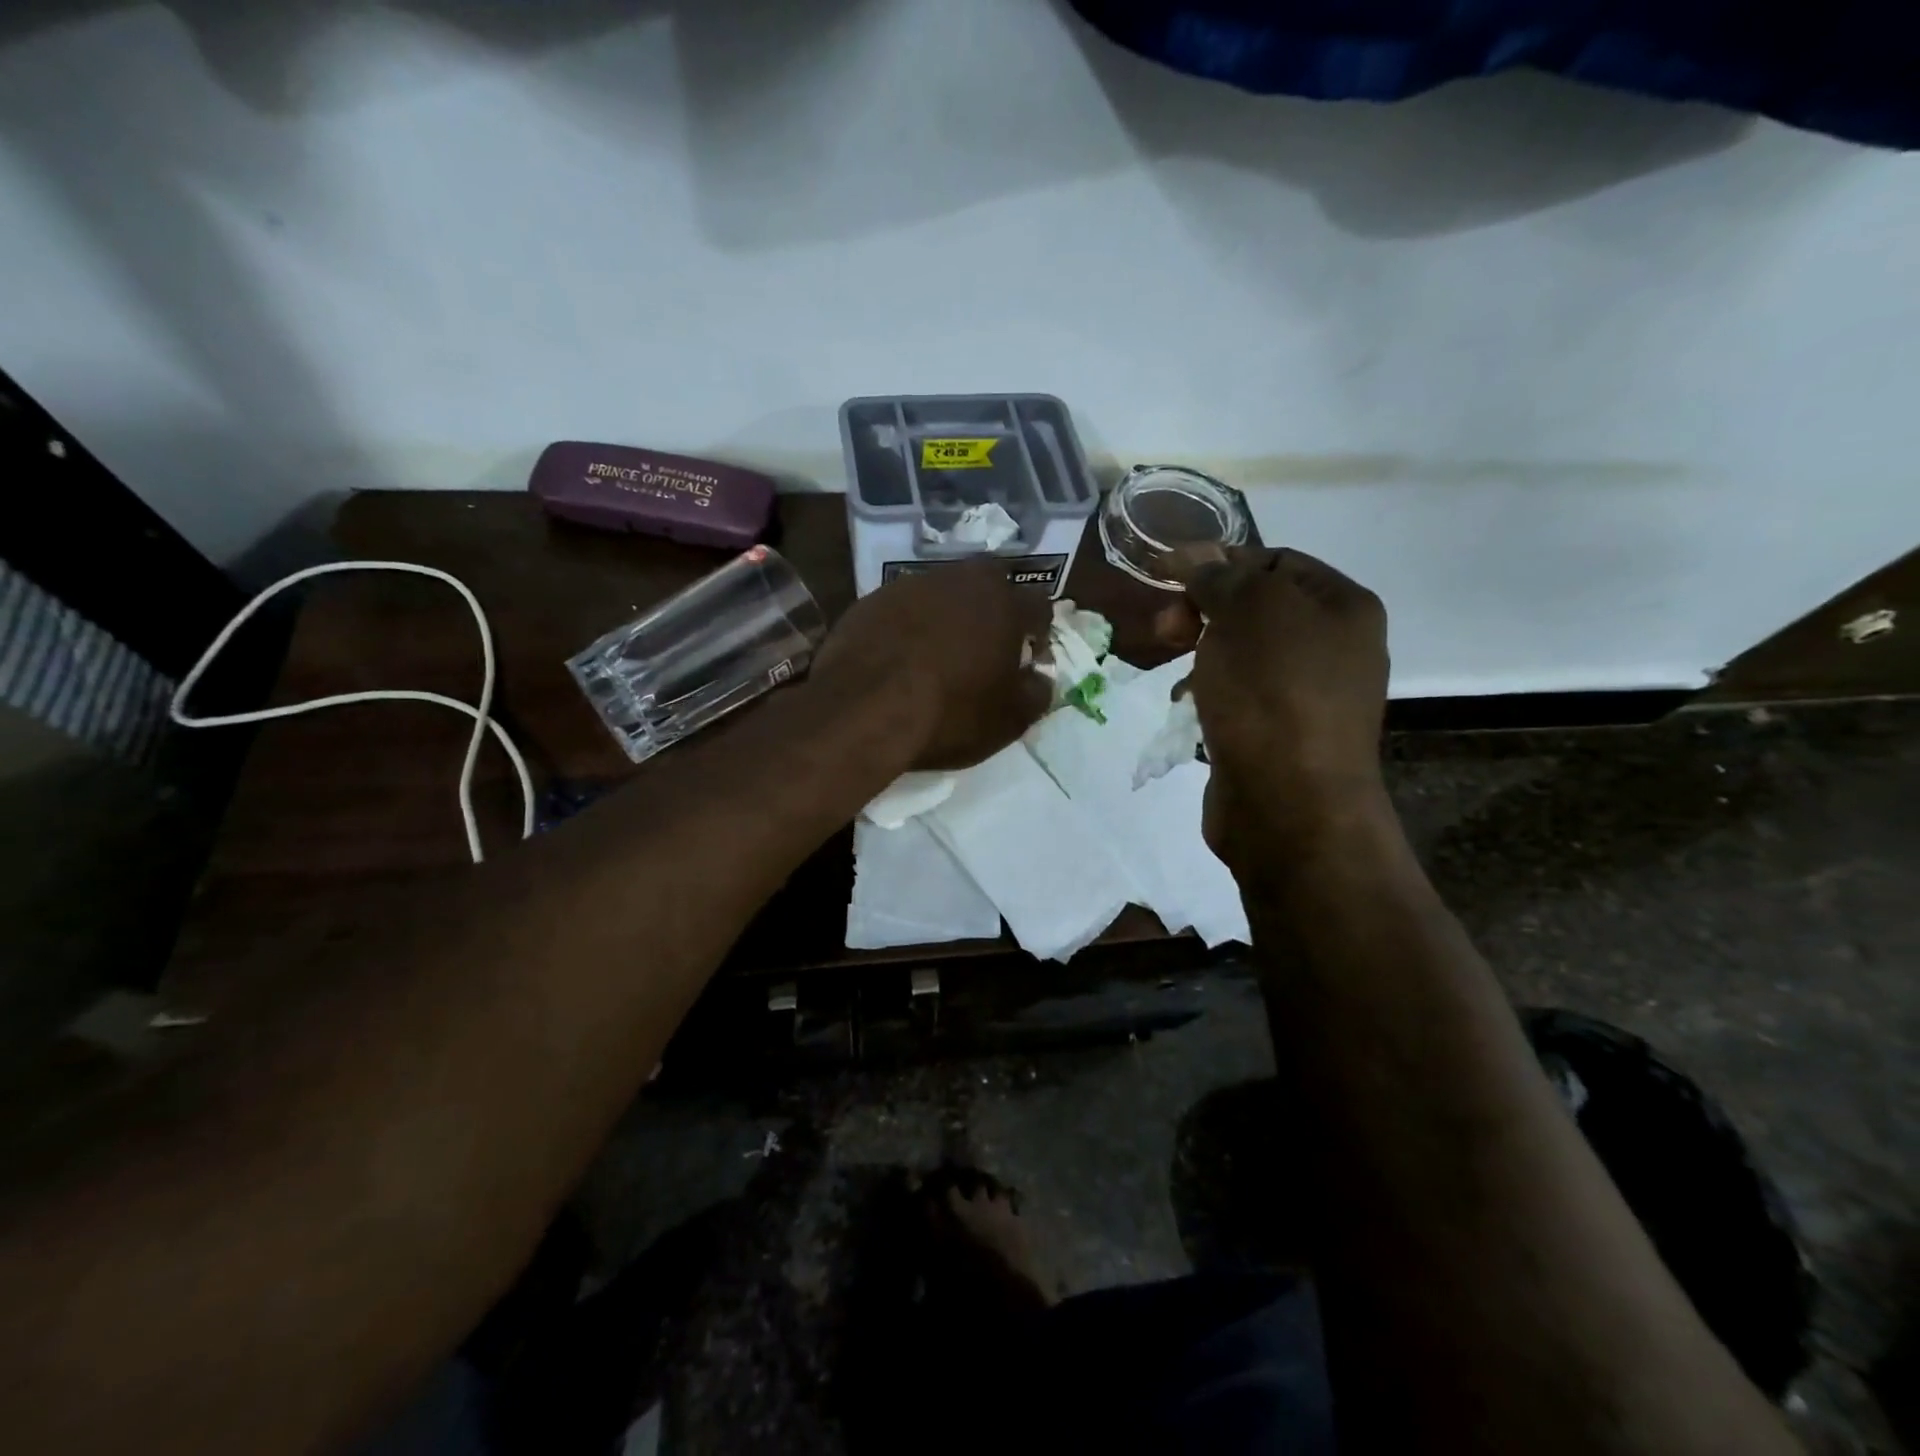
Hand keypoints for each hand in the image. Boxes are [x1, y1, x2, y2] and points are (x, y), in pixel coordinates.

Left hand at [812, 559, 1052, 769]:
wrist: (864, 710)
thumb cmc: (950, 714)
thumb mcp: (1009, 720)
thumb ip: (1036, 694)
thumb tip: (1040, 679)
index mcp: (1004, 603)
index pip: (1038, 605)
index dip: (1039, 632)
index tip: (1029, 658)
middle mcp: (961, 580)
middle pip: (990, 584)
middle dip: (995, 610)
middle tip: (986, 647)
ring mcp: (912, 585)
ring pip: (944, 592)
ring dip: (949, 614)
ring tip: (939, 651)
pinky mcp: (872, 599)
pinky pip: (904, 607)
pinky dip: (910, 625)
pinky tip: (900, 656)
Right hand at [1164, 545, 1390, 867]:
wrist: (1289, 804)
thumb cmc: (1272, 694)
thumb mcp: (1246, 612)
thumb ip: (1220, 576)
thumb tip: (1195, 556)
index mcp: (1342, 606)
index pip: (1274, 560)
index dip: (1218, 560)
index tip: (1164, 573)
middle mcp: (1335, 647)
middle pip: (1257, 608)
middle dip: (1204, 610)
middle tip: (1166, 629)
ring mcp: (1309, 696)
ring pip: (1243, 654)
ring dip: (1202, 652)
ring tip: (1174, 670)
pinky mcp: (1280, 736)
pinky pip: (1240, 696)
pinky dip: (1210, 692)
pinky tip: (1185, 706)